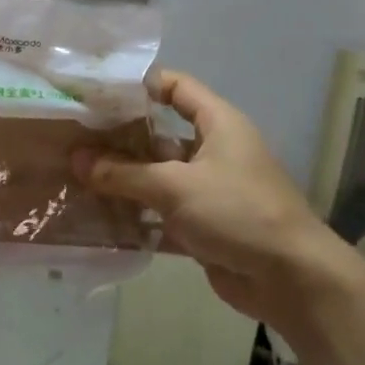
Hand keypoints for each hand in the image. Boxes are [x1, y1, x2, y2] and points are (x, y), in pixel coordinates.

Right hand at [72, 70, 346, 329]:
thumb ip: (122, 173)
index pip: (176, 87)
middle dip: (119, 140)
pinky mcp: (203, 225)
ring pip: (157, 176)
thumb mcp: (175, 187)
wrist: (290, 278)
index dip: (140, 85)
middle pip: (159, 135)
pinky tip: (98, 218)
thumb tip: (76, 158)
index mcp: (218, 124)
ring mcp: (208, 189)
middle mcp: (214, 151)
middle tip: (74, 141)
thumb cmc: (237, 212)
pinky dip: (136, 215)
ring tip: (76, 178)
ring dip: (123, 180)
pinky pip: (162, 212)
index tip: (98, 94)